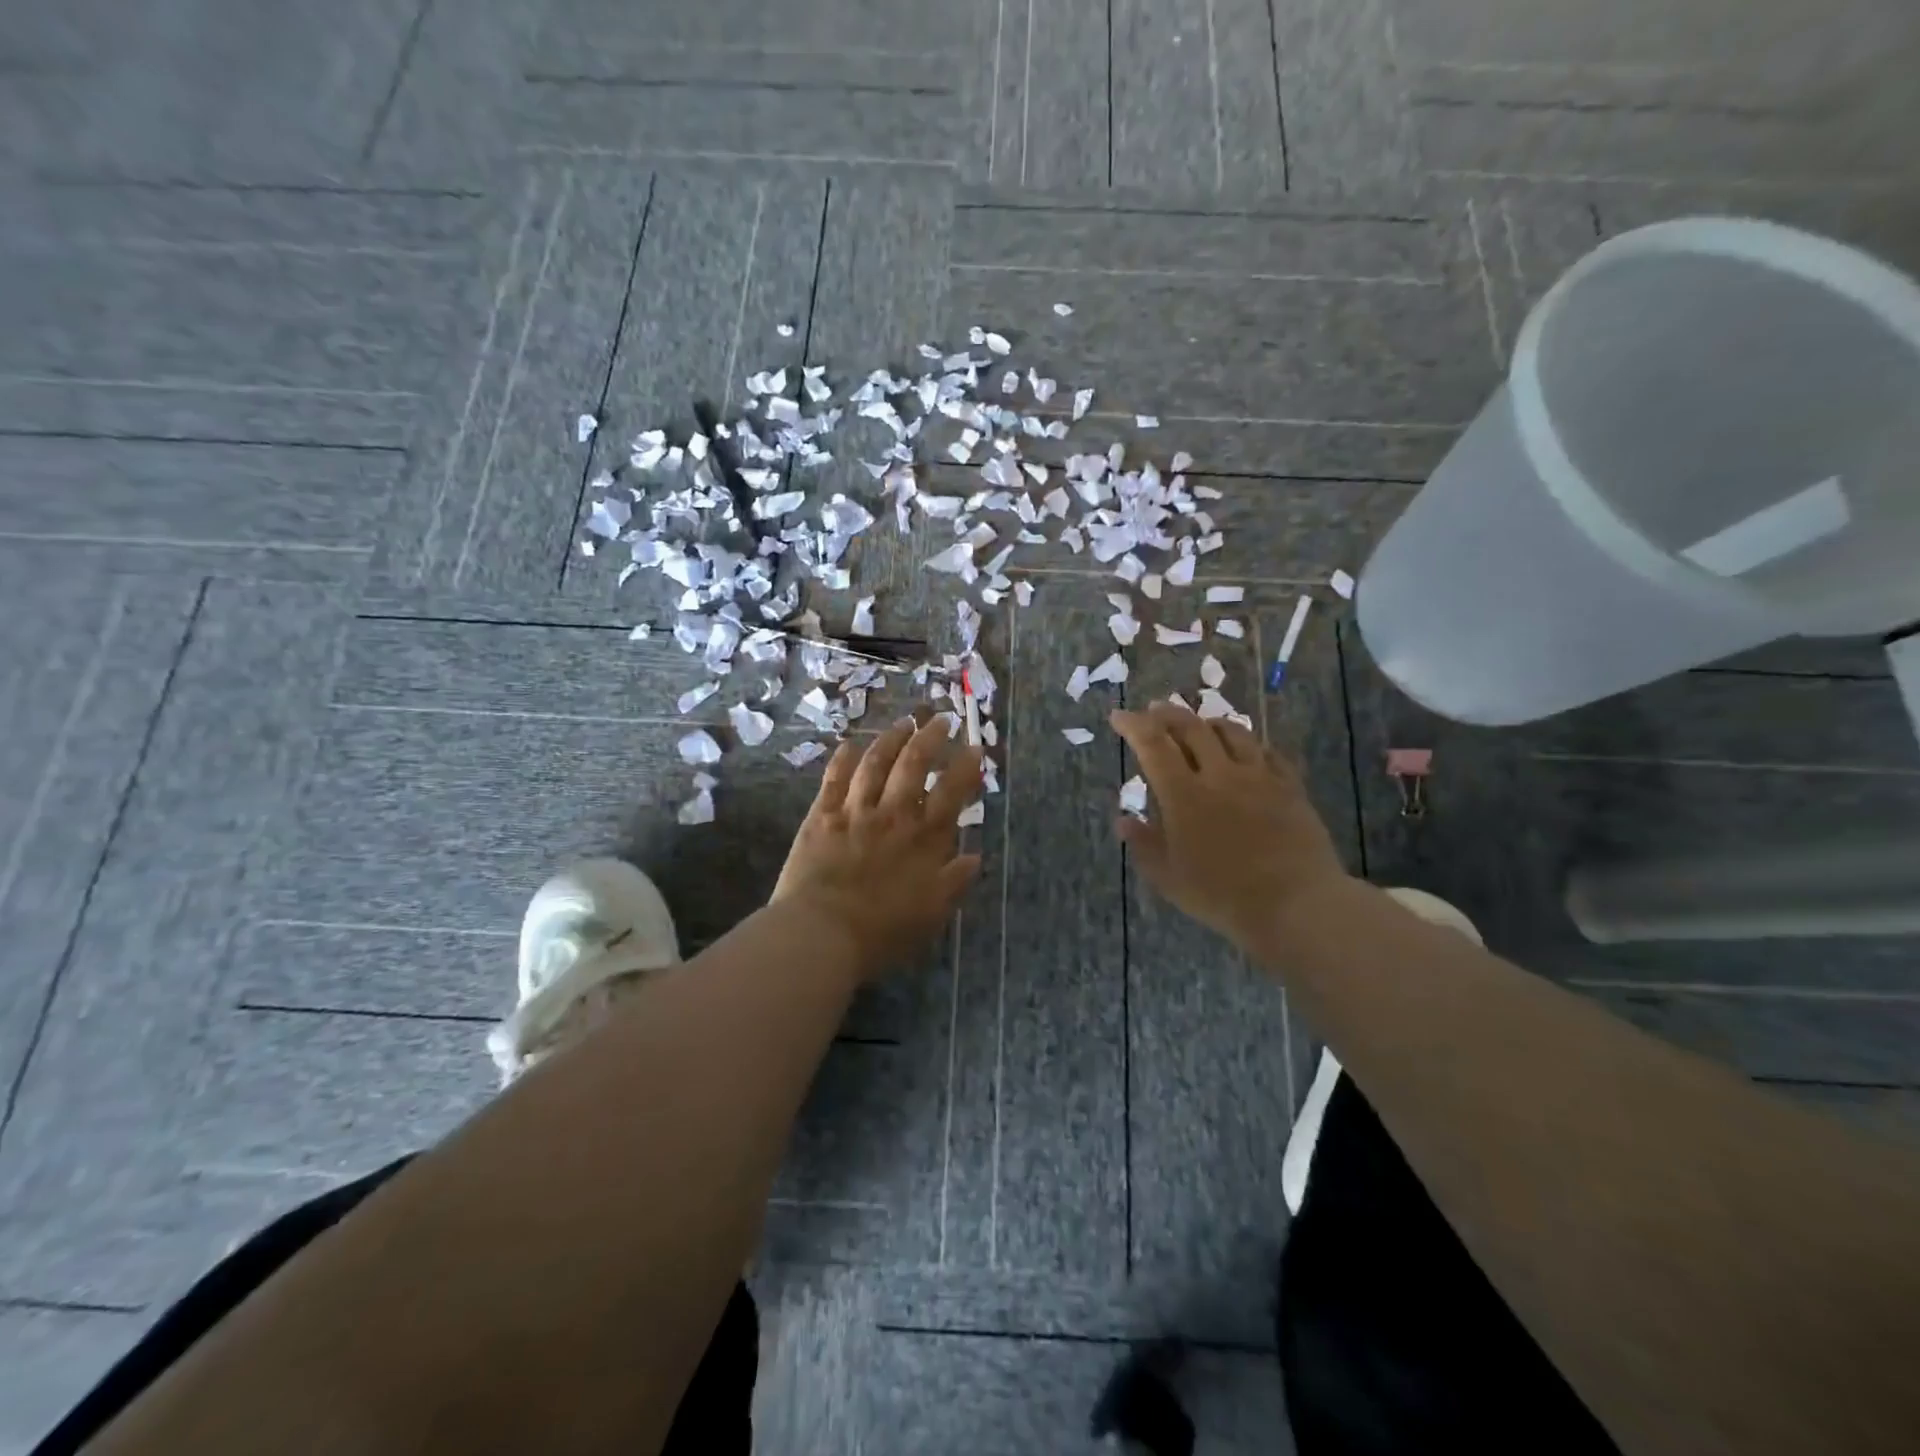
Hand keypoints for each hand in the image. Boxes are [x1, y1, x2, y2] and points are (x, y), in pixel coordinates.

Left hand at [772, 714, 983, 983]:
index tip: (975, 748)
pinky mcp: (822, 817)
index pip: (952, 792)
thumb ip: (954, 882)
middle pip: (914, 765)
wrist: (822, 934)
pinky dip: (842, 759)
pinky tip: (849, 744)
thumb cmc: (882, 931)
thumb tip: (975, 856)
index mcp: (924, 839)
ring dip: (891, 739)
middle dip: (930, 738)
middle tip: (941, 719)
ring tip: (904, 722)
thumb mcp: (931, 914)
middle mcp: (893, 815)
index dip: (966, 767)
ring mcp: (855, 812)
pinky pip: (834, 780)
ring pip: (876, 763)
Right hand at [1110, 701, 1348, 949]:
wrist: (1296, 904)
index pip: (1152, 744)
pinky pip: (1268, 752)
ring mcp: (1259, 777)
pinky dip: (1249, 744)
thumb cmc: (1223, 895)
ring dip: (1208, 722)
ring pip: (1232, 732)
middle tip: (1154, 711)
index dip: (1133, 725)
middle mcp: (1220, 774)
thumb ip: (1143, 844)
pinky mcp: (1290, 787)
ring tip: (1199, 724)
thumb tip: (1123, 819)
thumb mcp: (1168, 878)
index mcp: (1184, 794)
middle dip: (1167, 714)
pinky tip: (1247, 749)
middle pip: (1191, 728)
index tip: (1119, 717)